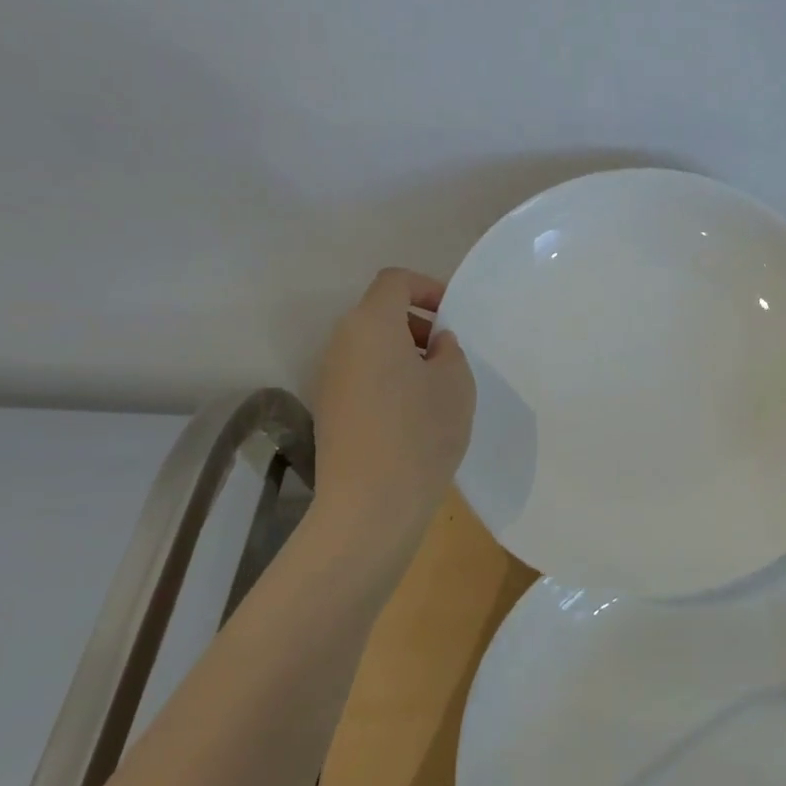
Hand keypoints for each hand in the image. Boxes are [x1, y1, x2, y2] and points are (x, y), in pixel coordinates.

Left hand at [309, 268, 475, 545]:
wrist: (370, 504)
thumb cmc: (421, 432)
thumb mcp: (456, 383)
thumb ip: (449, 350)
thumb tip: (434, 344)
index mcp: (371, 325)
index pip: (394, 281)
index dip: (427, 287)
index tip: (453, 316)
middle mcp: (341, 343)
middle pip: (378, 312)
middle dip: (417, 323)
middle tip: (448, 352)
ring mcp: (329, 378)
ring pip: (369, 346)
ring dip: (403, 353)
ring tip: (435, 386)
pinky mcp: (329, 410)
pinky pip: (362, 375)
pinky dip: (388, 378)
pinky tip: (412, 414)